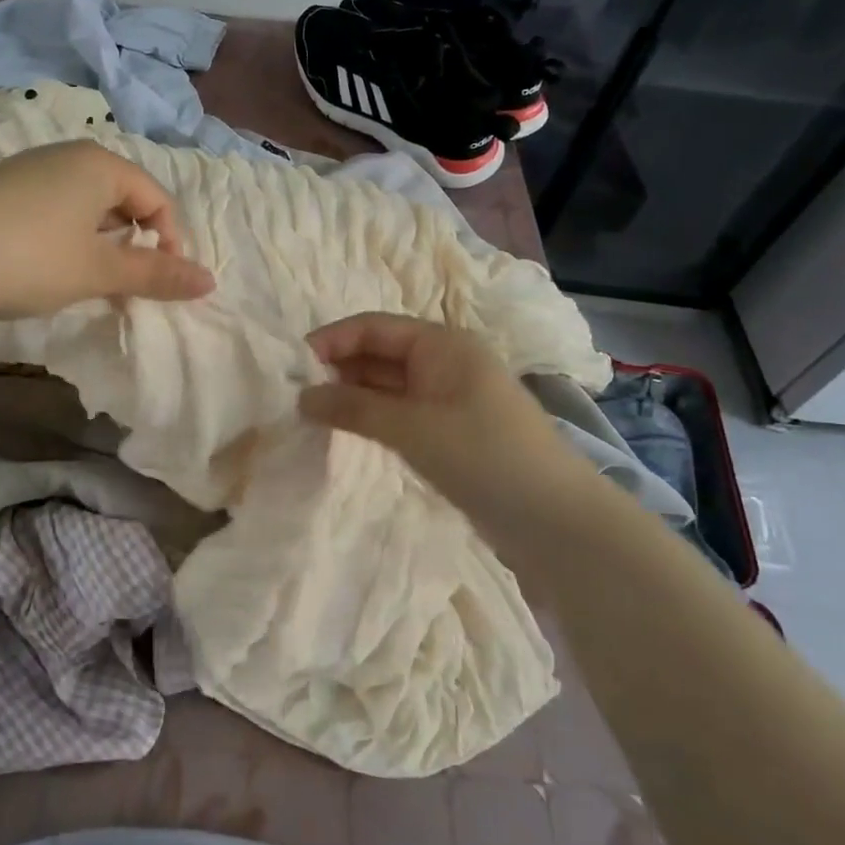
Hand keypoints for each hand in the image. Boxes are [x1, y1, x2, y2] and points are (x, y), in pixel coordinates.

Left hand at [0, 140, 214, 319]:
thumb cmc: (29, 258)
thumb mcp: (98, 271)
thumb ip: (155, 275)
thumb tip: (210, 282)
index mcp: (100, 165)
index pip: (157, 198)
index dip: (169, 242)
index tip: (161, 283)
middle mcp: (67, 156)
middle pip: (122, 198)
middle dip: (134, 243)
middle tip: (127, 285)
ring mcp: (29, 171)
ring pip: (86, 207)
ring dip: (100, 244)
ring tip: (89, 281)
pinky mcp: (0, 191)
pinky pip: (54, 211)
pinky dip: (67, 240)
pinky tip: (47, 269)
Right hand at [299, 313, 591, 525]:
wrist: (553, 518)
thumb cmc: (483, 455)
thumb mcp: (411, 427)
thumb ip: (353, 407)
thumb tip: (301, 397)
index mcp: (441, 344)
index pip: (373, 327)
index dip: (331, 341)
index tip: (291, 366)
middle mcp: (444, 362)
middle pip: (379, 353)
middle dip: (338, 369)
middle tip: (294, 396)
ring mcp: (449, 398)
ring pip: (388, 385)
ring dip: (352, 395)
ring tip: (311, 414)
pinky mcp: (450, 431)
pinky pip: (400, 412)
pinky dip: (372, 417)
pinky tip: (347, 431)